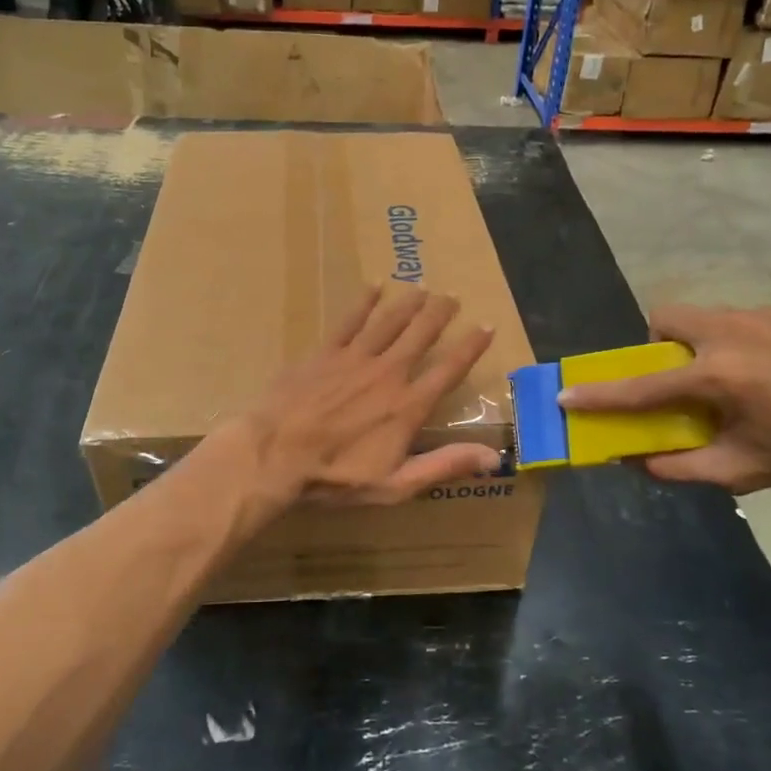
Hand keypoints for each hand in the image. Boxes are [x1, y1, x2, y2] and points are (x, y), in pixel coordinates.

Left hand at [237, 285, 500, 507]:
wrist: (276, 455)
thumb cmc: (335, 477)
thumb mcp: (395, 485)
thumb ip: (444, 466)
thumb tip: (494, 457)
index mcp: (408, 406)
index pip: (449, 369)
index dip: (471, 347)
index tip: (486, 326)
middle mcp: (388, 373)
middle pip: (420, 335)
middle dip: (440, 313)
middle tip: (452, 296)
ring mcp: (355, 359)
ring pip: (389, 321)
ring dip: (409, 303)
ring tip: (423, 288)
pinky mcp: (325, 353)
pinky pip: (350, 320)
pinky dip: (364, 302)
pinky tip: (374, 286)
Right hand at [557, 304, 770, 493]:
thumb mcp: (745, 471)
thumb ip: (683, 467)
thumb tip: (638, 462)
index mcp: (717, 376)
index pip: (642, 386)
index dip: (601, 395)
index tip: (566, 394)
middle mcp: (730, 333)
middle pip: (666, 317)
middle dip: (658, 343)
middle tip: (679, 376)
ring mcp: (762, 314)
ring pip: (704, 316)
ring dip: (699, 342)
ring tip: (734, 376)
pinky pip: (743, 319)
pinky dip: (739, 341)